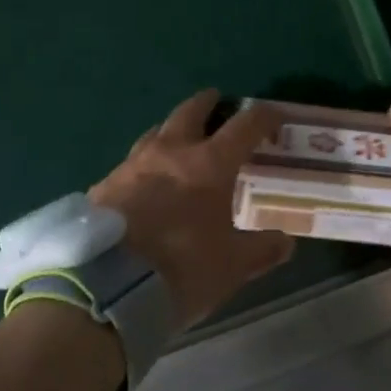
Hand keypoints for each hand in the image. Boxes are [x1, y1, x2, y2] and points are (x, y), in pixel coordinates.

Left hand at [89, 90, 293, 328]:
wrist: (105, 287)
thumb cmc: (180, 269)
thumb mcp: (231, 266)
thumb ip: (261, 250)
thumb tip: (286, 241)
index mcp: (209, 164)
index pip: (245, 125)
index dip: (264, 117)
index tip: (274, 119)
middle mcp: (171, 152)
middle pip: (192, 111)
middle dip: (208, 103)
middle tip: (218, 102)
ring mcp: (132, 165)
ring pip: (157, 131)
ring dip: (173, 130)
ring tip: (180, 140)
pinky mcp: (104, 185)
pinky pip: (131, 163)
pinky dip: (145, 164)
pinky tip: (144, 182)